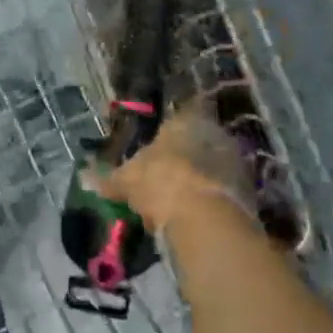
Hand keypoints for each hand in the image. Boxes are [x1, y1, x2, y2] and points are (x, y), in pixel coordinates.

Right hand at [89, 106, 251, 234]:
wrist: (205, 218)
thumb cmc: (159, 183)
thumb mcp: (125, 181)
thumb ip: (107, 178)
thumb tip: (83, 176)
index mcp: (183, 121)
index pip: (179, 115)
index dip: (169, 130)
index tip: (159, 147)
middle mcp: (213, 131)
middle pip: (198, 140)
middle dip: (185, 155)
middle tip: (167, 175)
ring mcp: (234, 159)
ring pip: (213, 164)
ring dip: (201, 177)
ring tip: (180, 199)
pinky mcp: (248, 189)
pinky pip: (224, 189)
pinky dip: (213, 198)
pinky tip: (198, 214)